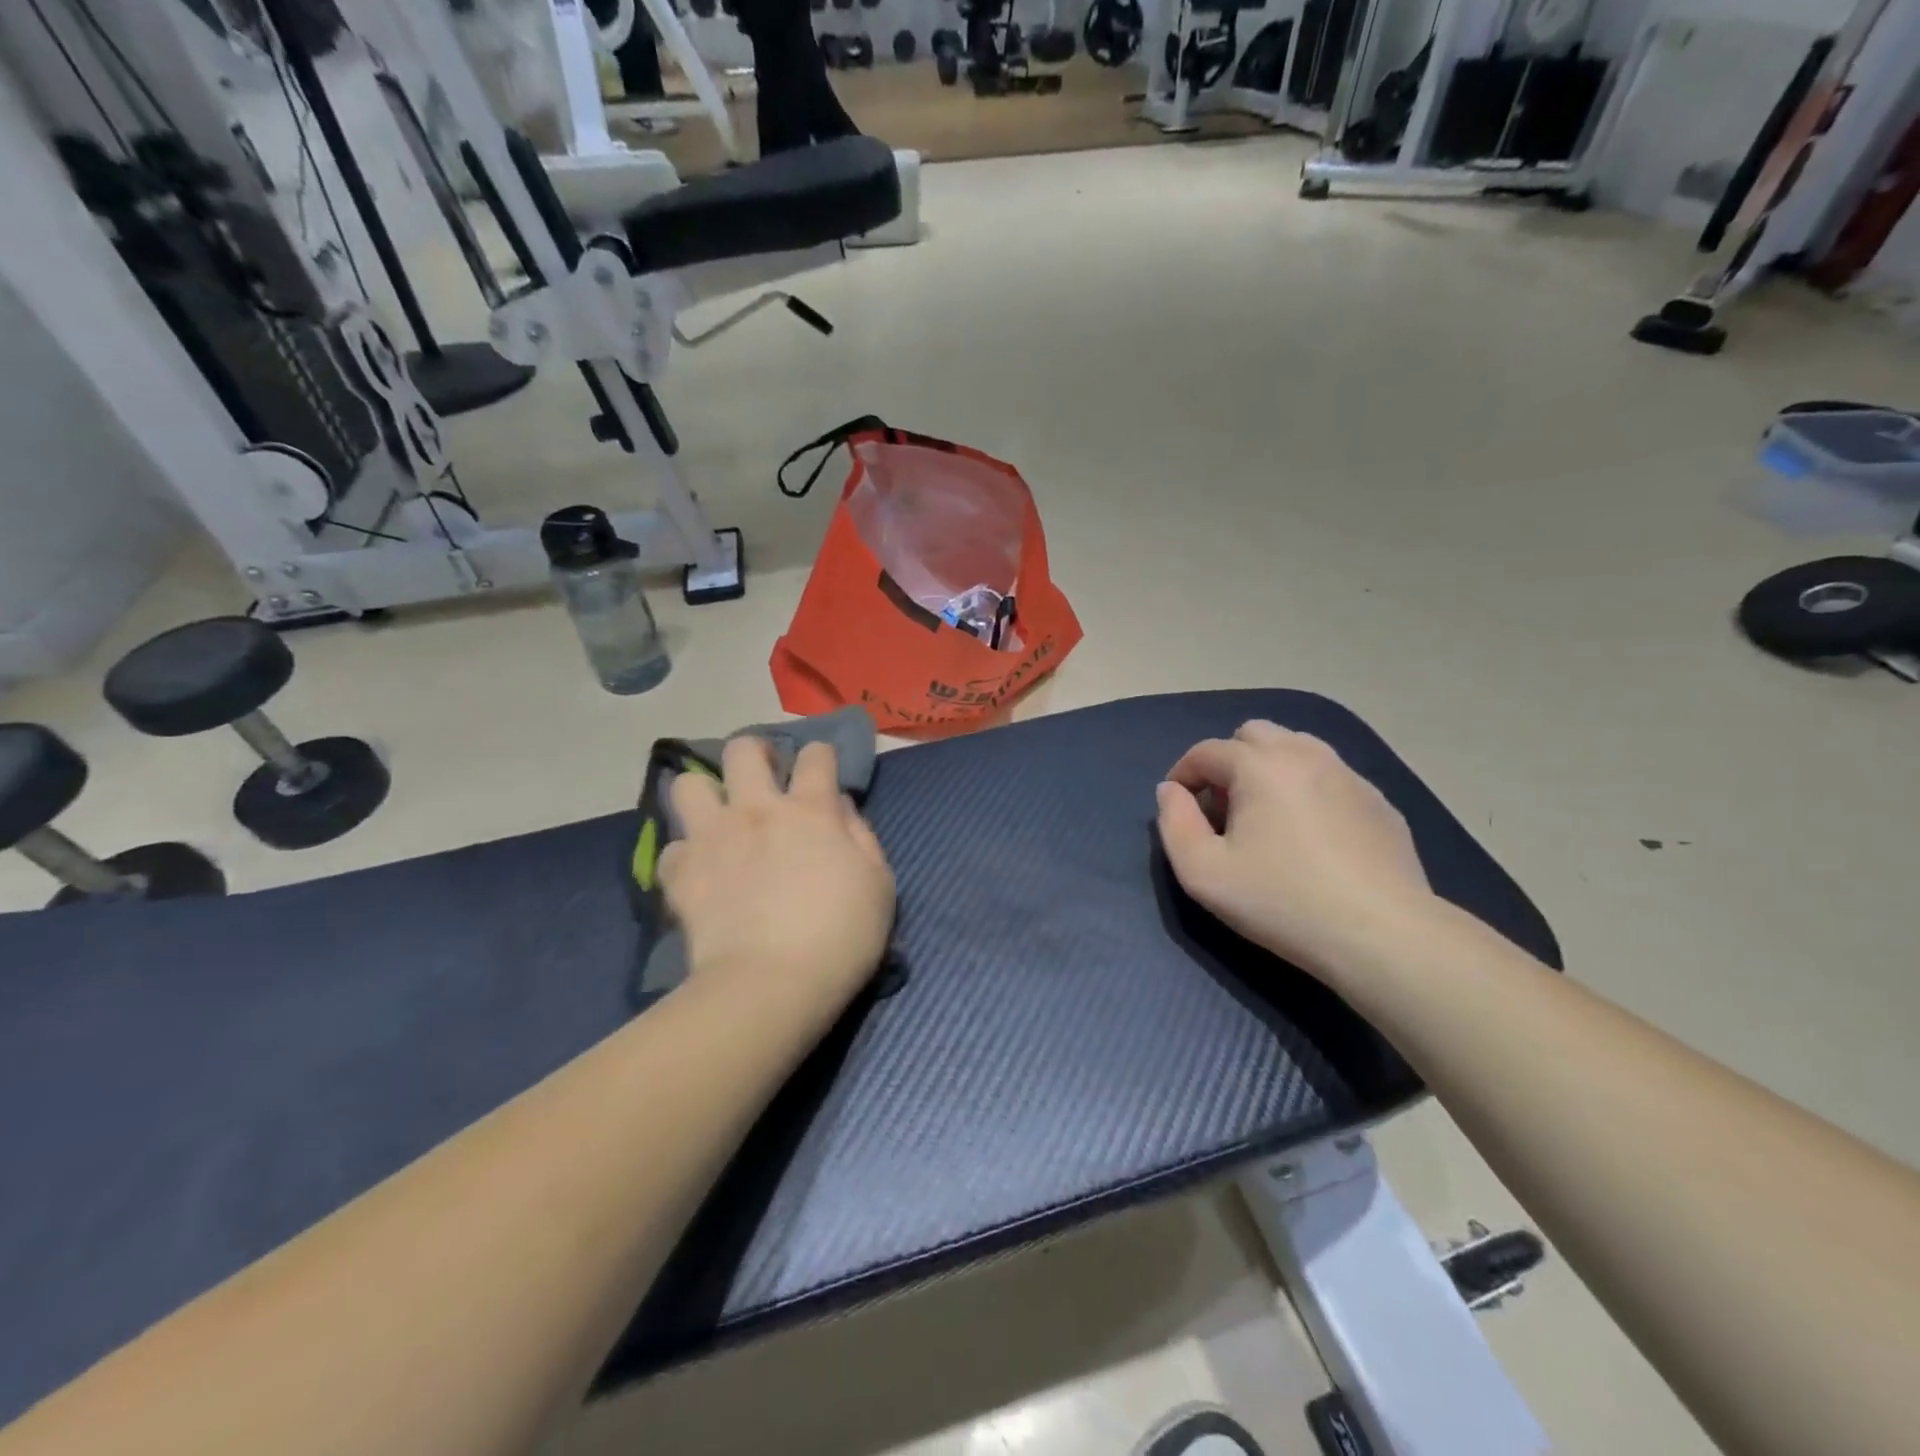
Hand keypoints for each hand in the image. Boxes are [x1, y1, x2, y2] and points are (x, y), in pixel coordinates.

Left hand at [662, 737, 895, 1016]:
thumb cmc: (840, 936)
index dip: (821, 756)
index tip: (823, 770)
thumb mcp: (879, 885)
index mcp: (810, 810)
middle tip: (764, 778)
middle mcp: (757, 810)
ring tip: (719, 816)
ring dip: (705, 794)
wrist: (772, 985)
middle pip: (743, 750)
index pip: (816, 755)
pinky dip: (686, 855)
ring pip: (689, 785)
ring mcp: (713, 837)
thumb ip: (861, 836)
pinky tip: (700, 871)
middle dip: (755, 752)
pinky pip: (672, 847)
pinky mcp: (682, 872)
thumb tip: (839, 808)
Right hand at [1155, 720, 1434, 976]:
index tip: (1179, 808)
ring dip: (1268, 768)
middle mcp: (1305, 755)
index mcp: (1260, 766)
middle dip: (1228, 762)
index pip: (1206, 751)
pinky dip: (1307, 788)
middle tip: (1224, 809)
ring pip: (1296, 747)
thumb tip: (1170, 791)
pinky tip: (1311, 835)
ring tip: (1266, 816)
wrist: (1383, 935)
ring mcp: (1349, 775)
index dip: (1183, 774)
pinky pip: (1330, 776)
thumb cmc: (1282, 902)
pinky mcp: (1379, 802)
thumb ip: (1174, 824)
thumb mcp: (1203, 873)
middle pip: (1253, 734)